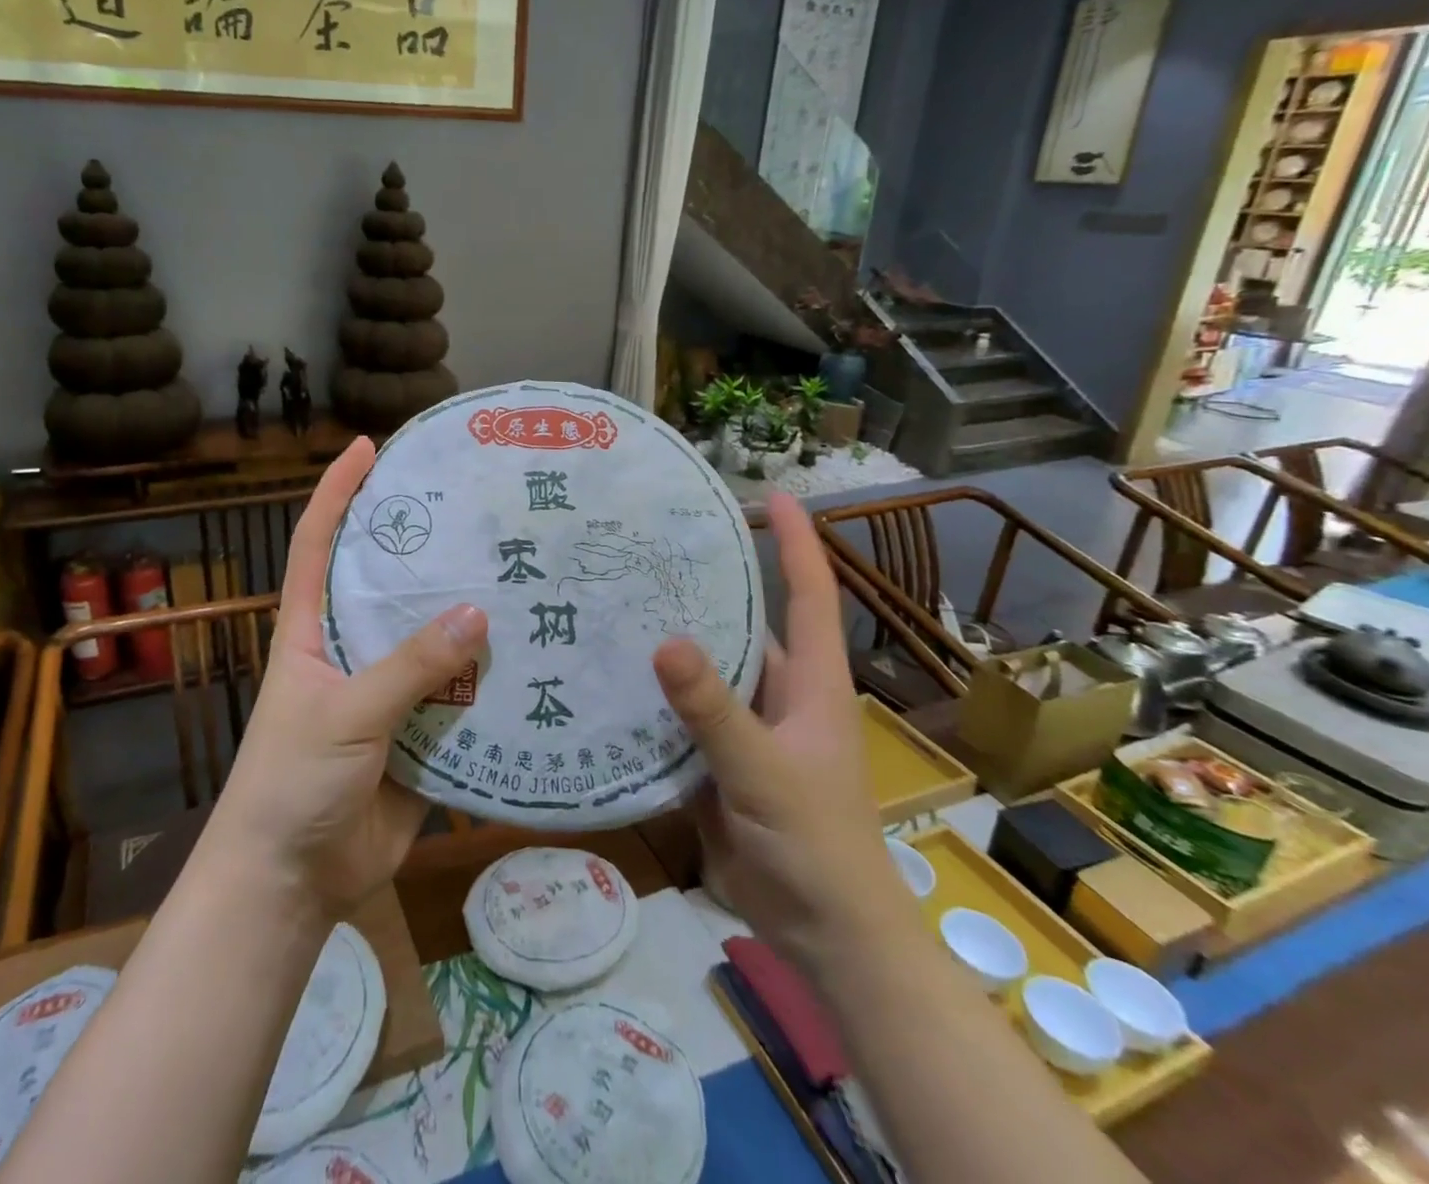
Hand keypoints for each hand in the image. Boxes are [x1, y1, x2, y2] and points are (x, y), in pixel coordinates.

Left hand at [206, 436, 486, 919]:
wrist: (293, 882)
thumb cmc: (291, 782)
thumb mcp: (344, 713)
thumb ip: (408, 667)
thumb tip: (478, 613)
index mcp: (311, 630)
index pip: (318, 544)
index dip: (337, 492)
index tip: (367, 447)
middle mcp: (352, 649)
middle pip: (390, 585)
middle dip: (428, 549)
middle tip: (478, 512)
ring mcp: (388, 691)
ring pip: (434, 642)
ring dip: (470, 619)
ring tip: (523, 576)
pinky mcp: (420, 733)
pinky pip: (460, 698)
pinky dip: (491, 682)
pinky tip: (534, 656)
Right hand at [652, 492, 906, 965]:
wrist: (822, 934)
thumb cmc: (815, 844)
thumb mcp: (763, 771)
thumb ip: (714, 711)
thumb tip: (663, 640)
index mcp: (809, 682)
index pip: (808, 594)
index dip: (798, 541)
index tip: (773, 496)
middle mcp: (777, 692)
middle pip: (743, 623)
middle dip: (704, 584)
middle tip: (648, 545)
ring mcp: (745, 727)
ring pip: (704, 670)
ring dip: (668, 640)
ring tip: (612, 600)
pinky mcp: (716, 760)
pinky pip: (679, 715)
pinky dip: (650, 697)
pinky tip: (606, 675)